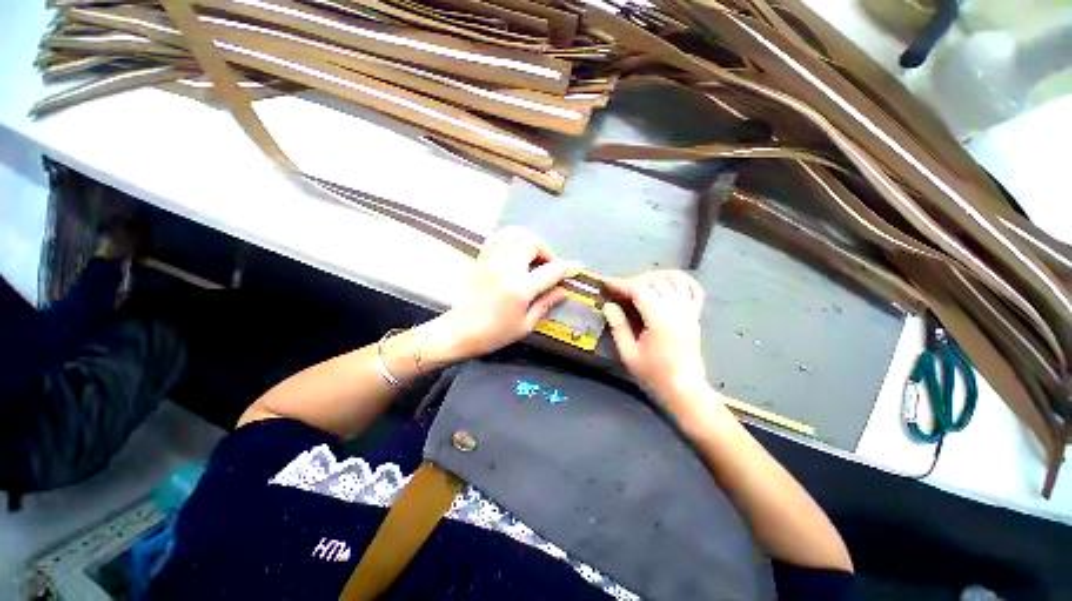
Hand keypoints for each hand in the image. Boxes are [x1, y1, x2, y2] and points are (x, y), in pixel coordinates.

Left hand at [435, 227, 579, 359]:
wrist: (460, 330)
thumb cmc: (494, 333)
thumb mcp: (525, 325)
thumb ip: (545, 304)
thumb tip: (562, 290)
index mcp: (520, 289)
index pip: (552, 270)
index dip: (568, 267)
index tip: (576, 267)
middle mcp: (506, 269)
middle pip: (532, 242)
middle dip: (546, 250)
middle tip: (546, 266)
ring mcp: (491, 261)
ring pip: (515, 233)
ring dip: (528, 241)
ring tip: (531, 256)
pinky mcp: (481, 258)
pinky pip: (498, 237)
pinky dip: (510, 239)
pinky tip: (514, 252)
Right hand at [603, 270, 707, 403]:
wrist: (685, 389)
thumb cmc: (654, 375)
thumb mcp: (629, 354)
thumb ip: (618, 327)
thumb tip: (609, 305)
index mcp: (660, 320)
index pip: (640, 290)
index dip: (621, 284)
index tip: (606, 283)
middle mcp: (677, 310)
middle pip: (655, 281)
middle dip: (634, 280)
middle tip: (619, 289)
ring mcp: (689, 311)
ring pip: (674, 279)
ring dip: (654, 277)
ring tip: (639, 285)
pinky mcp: (695, 315)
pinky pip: (693, 289)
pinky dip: (680, 280)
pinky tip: (667, 282)